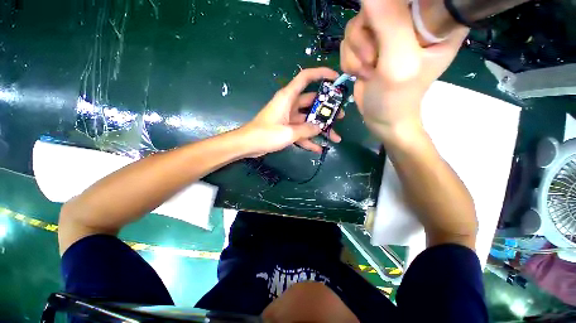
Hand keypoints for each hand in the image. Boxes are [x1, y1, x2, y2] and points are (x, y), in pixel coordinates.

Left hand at [241, 67, 342, 156]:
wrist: (246, 144)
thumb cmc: (265, 134)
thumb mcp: (289, 132)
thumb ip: (307, 130)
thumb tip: (320, 127)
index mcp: (289, 96)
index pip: (306, 77)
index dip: (322, 73)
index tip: (337, 78)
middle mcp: (290, 103)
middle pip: (313, 100)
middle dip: (328, 108)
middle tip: (342, 116)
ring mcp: (289, 115)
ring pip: (310, 117)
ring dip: (321, 126)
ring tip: (336, 137)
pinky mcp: (287, 126)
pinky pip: (302, 130)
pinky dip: (310, 138)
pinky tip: (320, 148)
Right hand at [340, 0, 467, 142]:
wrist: (384, 119)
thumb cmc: (400, 97)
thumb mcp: (400, 60)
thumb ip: (389, 22)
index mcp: (438, 28)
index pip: (426, 2)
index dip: (400, 8)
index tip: (391, 31)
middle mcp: (417, 23)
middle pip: (383, 4)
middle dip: (368, 30)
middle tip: (375, 57)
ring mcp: (396, 28)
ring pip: (363, 17)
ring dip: (358, 45)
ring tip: (370, 68)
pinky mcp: (378, 35)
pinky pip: (354, 30)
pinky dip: (353, 50)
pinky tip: (363, 68)